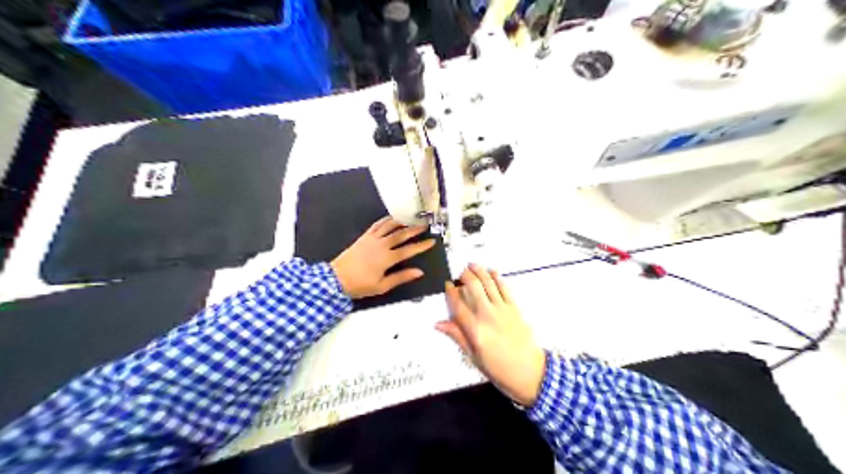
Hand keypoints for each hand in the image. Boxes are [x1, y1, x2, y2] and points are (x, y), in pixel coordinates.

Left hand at [330, 217, 435, 296]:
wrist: (336, 278)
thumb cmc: (360, 285)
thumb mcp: (382, 286)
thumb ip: (401, 277)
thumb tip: (418, 272)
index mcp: (387, 258)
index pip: (409, 250)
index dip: (421, 245)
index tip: (431, 242)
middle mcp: (381, 245)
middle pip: (401, 234)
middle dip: (414, 230)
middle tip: (425, 226)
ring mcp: (371, 239)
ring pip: (389, 226)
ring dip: (401, 222)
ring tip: (411, 219)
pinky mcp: (364, 237)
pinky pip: (376, 225)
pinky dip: (385, 220)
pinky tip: (391, 218)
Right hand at [436, 264, 549, 405]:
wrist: (531, 373)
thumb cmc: (500, 369)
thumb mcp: (474, 357)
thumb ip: (457, 336)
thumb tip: (439, 324)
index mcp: (475, 330)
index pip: (458, 305)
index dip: (451, 292)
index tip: (447, 284)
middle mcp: (487, 316)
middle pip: (473, 287)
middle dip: (465, 276)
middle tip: (459, 272)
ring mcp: (503, 310)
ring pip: (488, 283)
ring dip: (479, 271)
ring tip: (471, 265)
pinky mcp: (515, 308)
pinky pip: (504, 288)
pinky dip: (497, 278)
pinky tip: (492, 272)